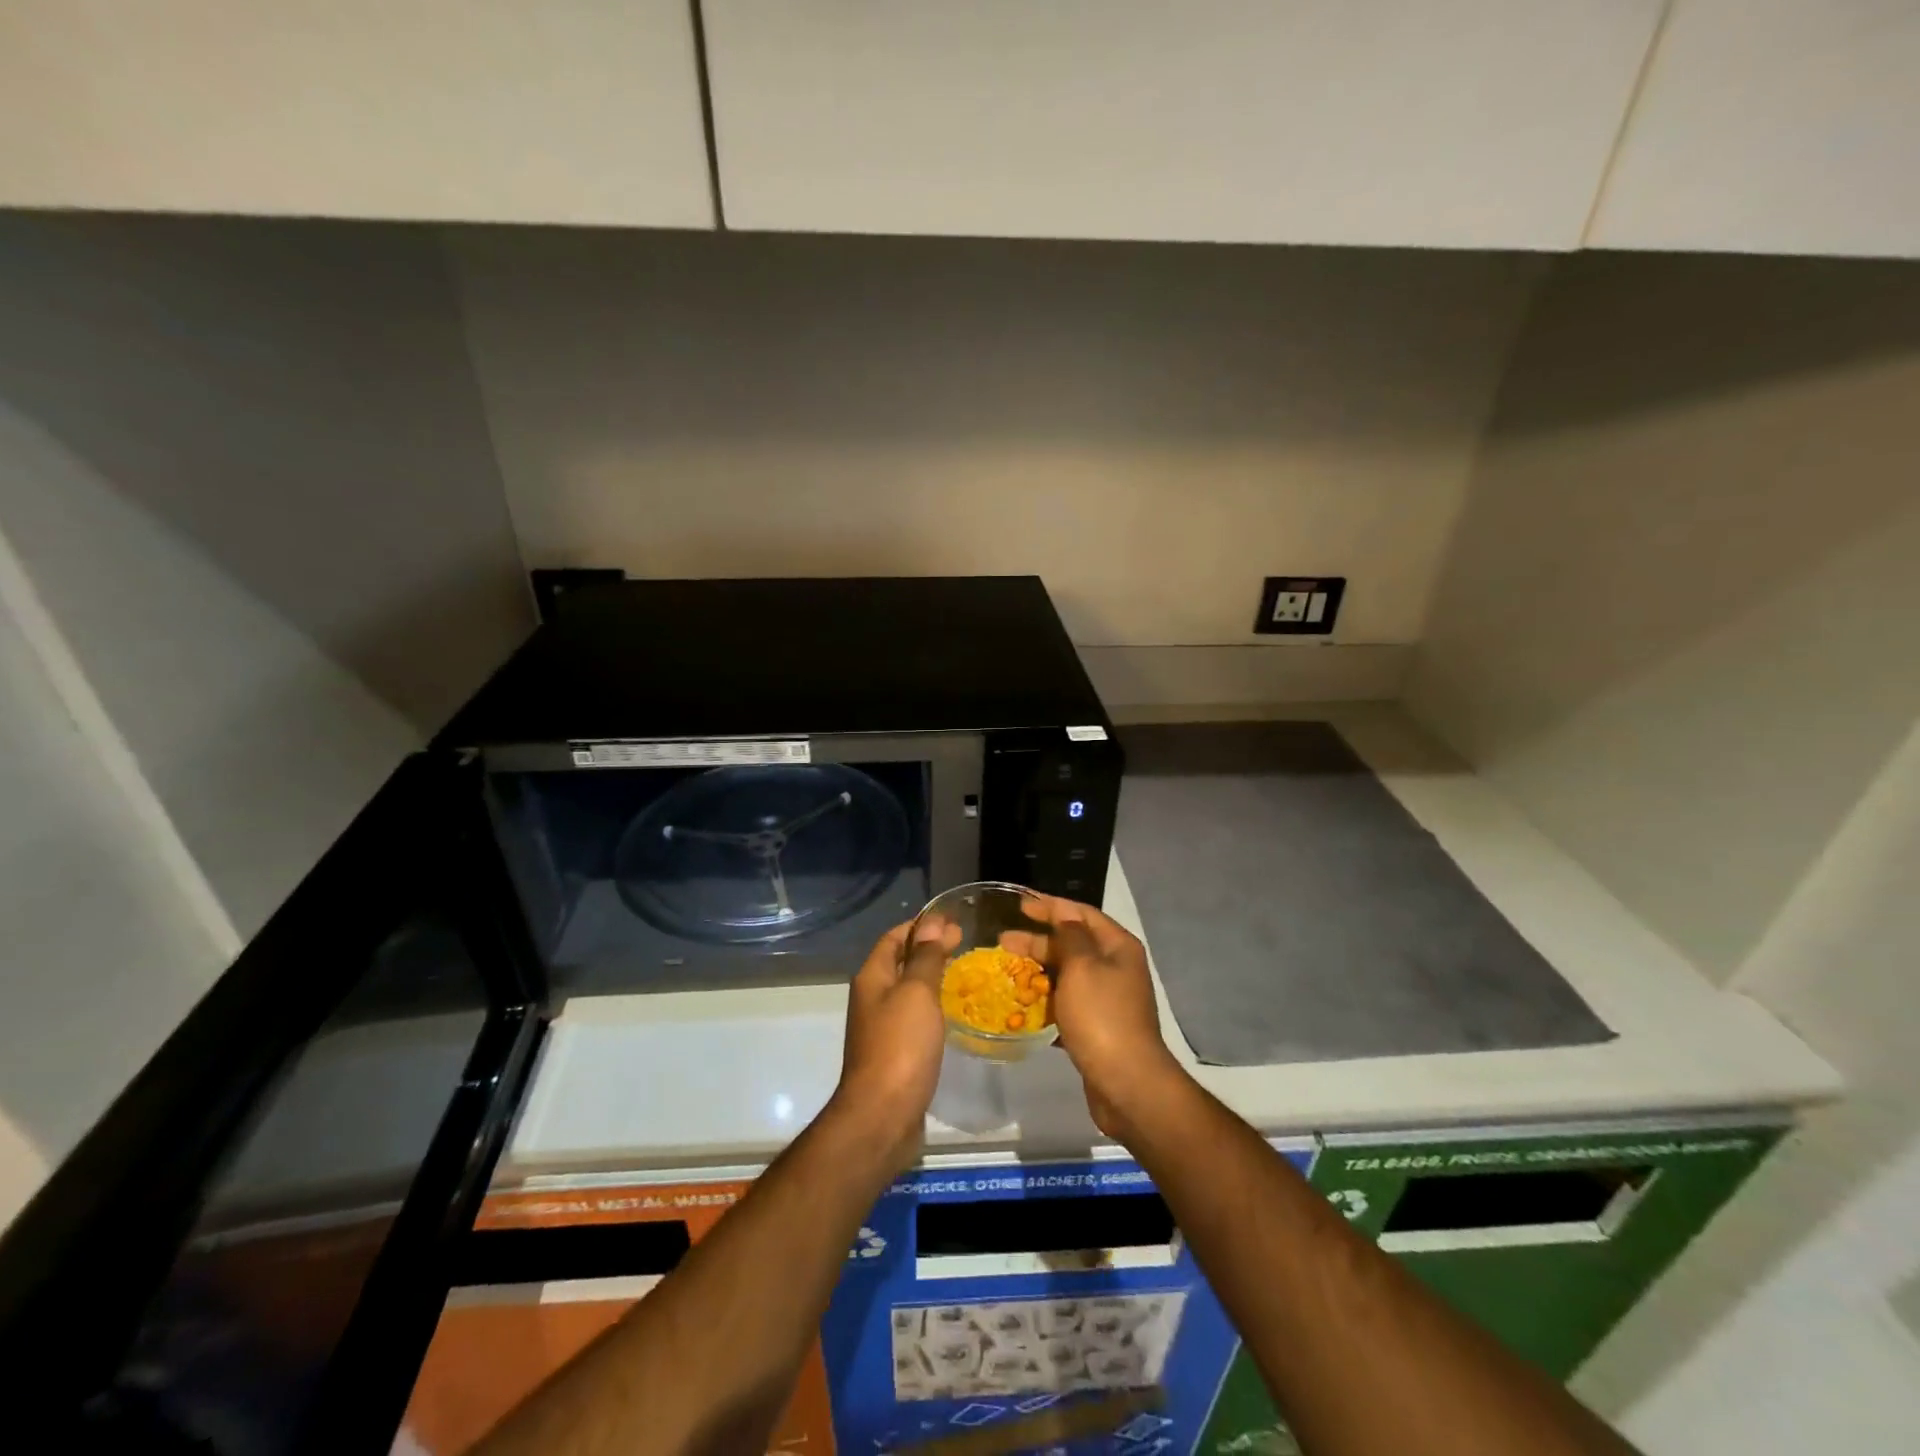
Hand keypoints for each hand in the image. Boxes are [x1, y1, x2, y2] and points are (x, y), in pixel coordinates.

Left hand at [830, 917, 953, 1169]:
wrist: (882, 1116)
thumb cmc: (900, 1046)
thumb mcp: (916, 993)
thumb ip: (925, 957)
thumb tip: (932, 922)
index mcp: (873, 978)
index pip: (894, 938)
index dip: (920, 925)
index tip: (952, 921)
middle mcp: (873, 998)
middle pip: (899, 963)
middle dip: (928, 949)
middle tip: (964, 944)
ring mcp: (882, 1028)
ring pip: (908, 992)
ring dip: (931, 978)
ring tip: (963, 972)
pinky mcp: (896, 1054)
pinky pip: (914, 1018)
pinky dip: (932, 1007)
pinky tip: (953, 1013)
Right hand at [1022, 897, 1187, 1137]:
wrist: (1127, 1083)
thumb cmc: (1102, 1016)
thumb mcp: (1083, 967)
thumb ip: (1070, 936)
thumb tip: (1065, 916)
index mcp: (1117, 947)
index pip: (1080, 913)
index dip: (1050, 906)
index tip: (1020, 904)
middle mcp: (1115, 967)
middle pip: (1072, 943)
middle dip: (1038, 941)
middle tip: (1002, 941)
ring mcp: (1107, 999)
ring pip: (1067, 975)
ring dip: (1038, 972)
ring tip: (1007, 973)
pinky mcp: (1096, 1026)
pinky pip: (1066, 1004)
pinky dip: (1045, 1001)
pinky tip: (1021, 1006)